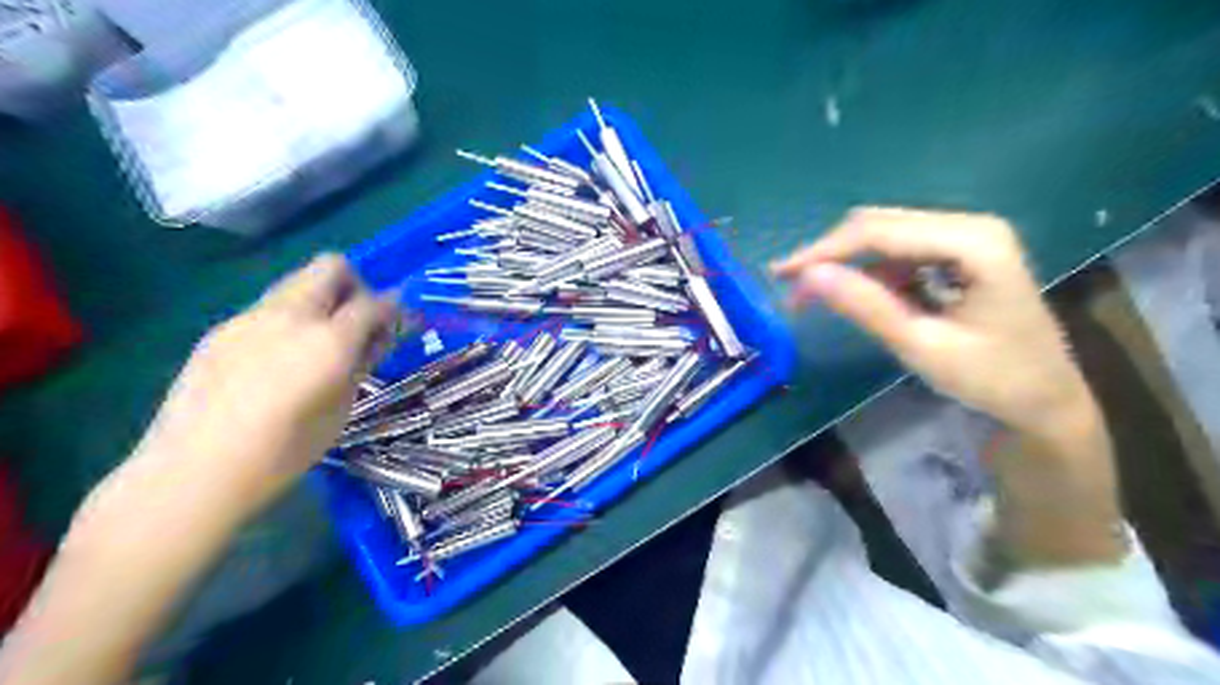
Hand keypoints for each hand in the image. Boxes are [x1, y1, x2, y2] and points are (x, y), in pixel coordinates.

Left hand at [131, 254, 402, 511]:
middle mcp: (292, 315)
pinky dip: (289, 318)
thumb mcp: (341, 407)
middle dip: (354, 285)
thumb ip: (362, 361)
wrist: (195, 469)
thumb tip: (379, 335)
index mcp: (329, 340)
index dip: (393, 308)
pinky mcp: (222, 329)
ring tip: (319, 341)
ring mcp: (251, 317)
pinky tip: (279, 359)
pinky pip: (269, 308)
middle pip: (330, 267)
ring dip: (320, 298)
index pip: (374, 302)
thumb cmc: (284, 450)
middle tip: (358, 321)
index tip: (398, 323)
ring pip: (297, 282)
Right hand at [771, 205, 1096, 436]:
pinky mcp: (956, 254)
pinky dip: (867, 274)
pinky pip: (898, 253)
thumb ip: (866, 307)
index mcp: (973, 242)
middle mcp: (969, 226)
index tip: (782, 274)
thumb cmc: (993, 379)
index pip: (879, 231)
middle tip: (789, 286)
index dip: (824, 250)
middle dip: (830, 255)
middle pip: (880, 225)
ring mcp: (965, 237)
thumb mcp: (922, 346)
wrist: (1046, 400)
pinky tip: (852, 295)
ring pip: (884, 236)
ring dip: (845, 264)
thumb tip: (808, 276)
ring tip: (811, 296)